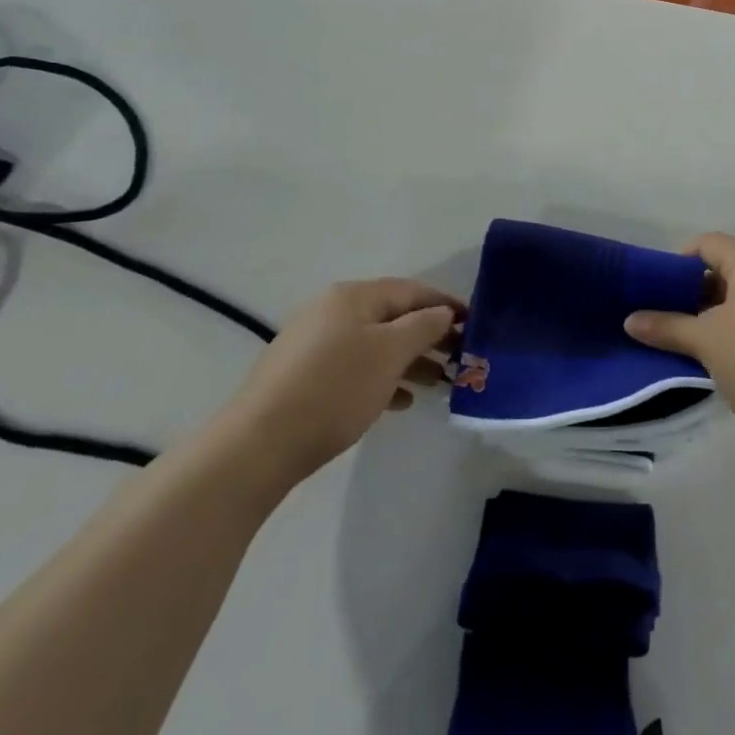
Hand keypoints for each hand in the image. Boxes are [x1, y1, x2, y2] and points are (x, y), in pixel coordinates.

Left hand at [225, 279, 462, 479]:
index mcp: (353, 297)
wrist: (260, 444)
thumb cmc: (335, 389)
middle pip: (392, 317)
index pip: (411, 290)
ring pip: (375, 344)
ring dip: (409, 360)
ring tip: (438, 383)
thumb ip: (423, 326)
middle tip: (460, 358)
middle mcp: (332, 311)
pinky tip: (401, 401)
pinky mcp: (304, 376)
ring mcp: (314, 344)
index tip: (475, 324)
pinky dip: (382, 378)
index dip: (445, 305)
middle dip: (428, 336)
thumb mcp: (389, 353)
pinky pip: (355, 367)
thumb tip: (442, 312)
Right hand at [624, 233, 734, 440]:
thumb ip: (667, 327)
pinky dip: (734, 326)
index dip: (678, 260)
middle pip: (723, 267)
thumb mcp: (707, 343)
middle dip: (692, 290)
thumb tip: (630, 320)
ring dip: (712, 312)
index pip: (707, 243)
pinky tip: (721, 356)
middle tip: (667, 317)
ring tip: (689, 340)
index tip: (657, 289)